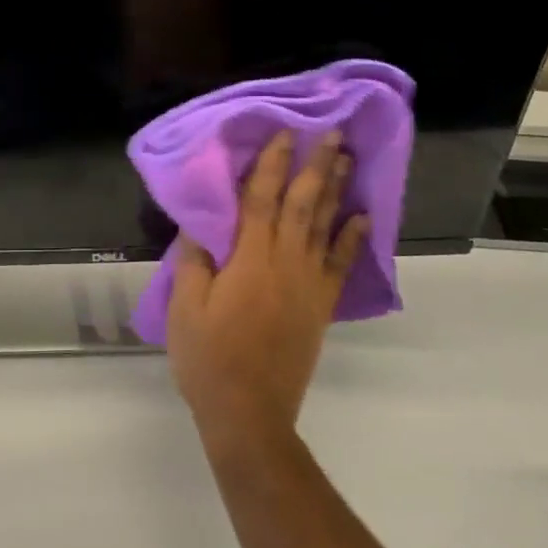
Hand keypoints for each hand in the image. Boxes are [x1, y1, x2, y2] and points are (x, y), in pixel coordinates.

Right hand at [166, 130, 368, 453]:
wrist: (249, 413)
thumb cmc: (209, 358)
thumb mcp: (185, 308)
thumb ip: (194, 261)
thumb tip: (200, 222)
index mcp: (249, 259)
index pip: (261, 200)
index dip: (272, 164)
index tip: (284, 134)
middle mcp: (285, 263)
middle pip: (302, 205)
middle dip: (315, 166)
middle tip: (331, 133)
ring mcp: (309, 285)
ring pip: (324, 227)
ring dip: (336, 191)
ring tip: (346, 160)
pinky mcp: (320, 306)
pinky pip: (341, 265)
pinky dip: (352, 238)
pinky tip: (362, 217)